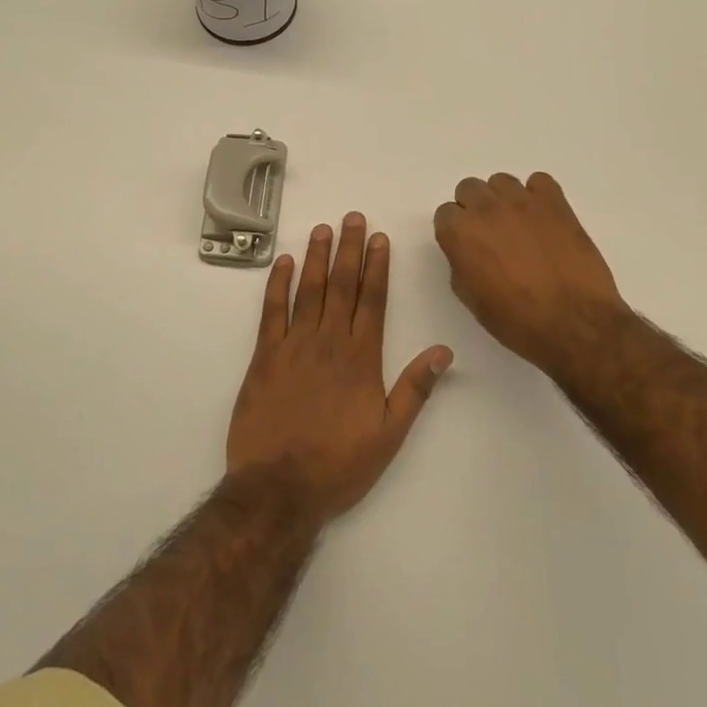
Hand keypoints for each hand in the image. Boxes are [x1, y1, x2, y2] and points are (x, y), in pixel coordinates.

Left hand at [227, 214, 453, 522]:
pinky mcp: (263, 357)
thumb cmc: (339, 464)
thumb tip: (443, 351)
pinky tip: (284, 262)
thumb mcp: (389, 434)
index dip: (377, 267)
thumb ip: (415, 388)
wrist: (278, 489)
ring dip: (317, 257)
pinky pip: (271, 311)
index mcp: (361, 358)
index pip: (373, 300)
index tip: (380, 238)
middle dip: (349, 249)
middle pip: (342, 286)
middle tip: (353, 217)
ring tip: (323, 228)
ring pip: (308, 290)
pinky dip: (278, 284)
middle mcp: (329, 342)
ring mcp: (293, 346)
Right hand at [433, 172, 628, 377]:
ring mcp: (522, 201)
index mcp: (461, 233)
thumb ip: (461, 264)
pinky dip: (538, 195)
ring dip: (504, 199)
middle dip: (475, 208)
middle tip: (490, 234)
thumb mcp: (472, 299)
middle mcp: (486, 209)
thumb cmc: (517, 321)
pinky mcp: (555, 202)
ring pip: (501, 181)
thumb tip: (468, 251)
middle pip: (469, 188)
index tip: (467, 246)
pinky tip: (544, 219)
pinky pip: (539, 181)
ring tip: (519, 225)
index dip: (455, 231)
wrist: (574, 324)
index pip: (445, 213)